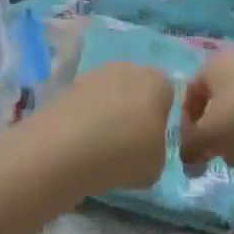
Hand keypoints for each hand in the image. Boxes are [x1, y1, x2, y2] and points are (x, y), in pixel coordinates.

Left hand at [29, 61, 174, 196]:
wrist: (65, 148)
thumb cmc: (124, 154)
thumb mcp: (157, 165)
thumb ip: (157, 149)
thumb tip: (146, 146)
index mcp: (157, 82)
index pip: (167, 93)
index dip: (162, 117)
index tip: (152, 141)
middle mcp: (127, 68)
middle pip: (136, 89)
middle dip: (133, 111)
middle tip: (128, 143)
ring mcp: (94, 74)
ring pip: (109, 95)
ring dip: (108, 114)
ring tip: (100, 147)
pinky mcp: (68, 86)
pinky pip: (86, 103)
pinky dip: (85, 119)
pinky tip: (81, 143)